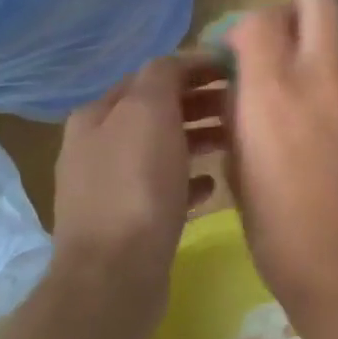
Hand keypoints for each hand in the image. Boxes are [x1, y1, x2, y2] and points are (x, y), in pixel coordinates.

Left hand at [52, 55, 224, 285]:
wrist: (114, 276)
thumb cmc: (135, 184)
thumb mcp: (149, 112)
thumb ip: (163, 76)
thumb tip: (179, 62)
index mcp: (97, 114)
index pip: (151, 75)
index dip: (193, 68)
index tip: (235, 69)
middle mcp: (97, 146)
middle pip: (156, 112)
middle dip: (198, 103)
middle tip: (240, 104)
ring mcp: (110, 187)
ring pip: (162, 149)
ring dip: (197, 139)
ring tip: (234, 141)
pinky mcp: (128, 222)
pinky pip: (164, 189)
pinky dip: (189, 179)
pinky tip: (213, 184)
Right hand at [225, 0, 337, 312]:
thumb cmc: (277, 232)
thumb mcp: (239, 168)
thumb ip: (239, 113)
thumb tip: (242, 86)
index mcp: (273, 91)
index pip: (260, 19)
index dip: (243, 30)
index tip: (234, 58)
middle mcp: (319, 76)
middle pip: (318, 1)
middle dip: (292, 13)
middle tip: (274, 49)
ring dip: (313, 43)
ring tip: (294, 84)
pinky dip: (330, 75)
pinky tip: (317, 115)